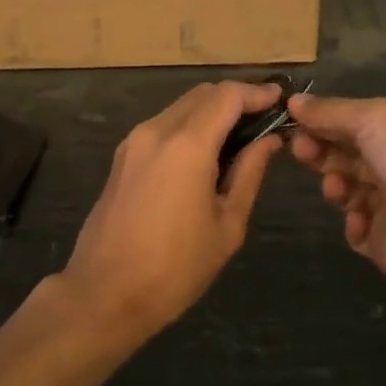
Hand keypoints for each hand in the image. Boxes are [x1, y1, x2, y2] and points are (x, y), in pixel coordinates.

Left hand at [61, 81, 283, 341]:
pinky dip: (189, 125)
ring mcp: (134, 141)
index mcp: (187, 145)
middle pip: (203, 94)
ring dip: (211, 111)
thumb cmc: (175, 268)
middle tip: (264, 119)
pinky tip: (205, 152)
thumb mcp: (226, 225)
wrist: (105, 294)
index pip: (228, 96)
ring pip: (180, 107)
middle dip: (235, 98)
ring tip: (239, 137)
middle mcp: (157, 130)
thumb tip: (270, 141)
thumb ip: (249, 173)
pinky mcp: (122, 156)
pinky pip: (163, 125)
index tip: (280, 98)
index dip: (257, 92)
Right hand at [287, 93, 385, 289]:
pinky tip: (360, 219)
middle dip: (321, 151)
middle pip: (348, 155)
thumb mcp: (374, 117)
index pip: (356, 123)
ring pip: (349, 190)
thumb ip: (331, 111)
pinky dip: (353, 224)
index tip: (297, 123)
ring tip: (337, 188)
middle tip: (302, 151)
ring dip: (335, 185)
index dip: (325, 122)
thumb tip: (294, 101)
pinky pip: (358, 231)